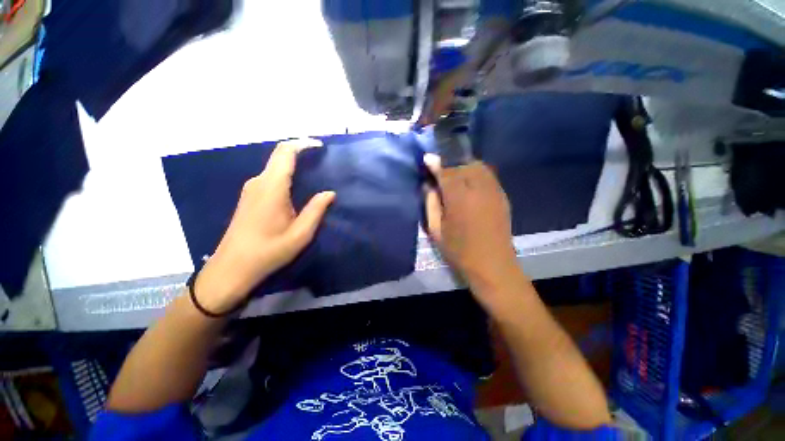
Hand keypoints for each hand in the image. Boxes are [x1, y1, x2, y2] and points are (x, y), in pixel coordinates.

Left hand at [194, 139, 334, 313]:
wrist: (232, 268)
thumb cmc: (268, 251)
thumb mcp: (300, 234)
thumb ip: (316, 210)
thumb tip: (330, 193)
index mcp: (272, 187)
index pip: (285, 153)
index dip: (303, 144)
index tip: (320, 146)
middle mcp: (258, 182)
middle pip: (279, 155)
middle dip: (300, 151)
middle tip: (321, 157)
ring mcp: (251, 189)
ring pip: (274, 166)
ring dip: (293, 162)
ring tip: (314, 169)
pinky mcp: (249, 197)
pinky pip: (270, 176)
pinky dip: (285, 172)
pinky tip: (297, 185)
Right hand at [423, 154, 519, 290]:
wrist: (492, 265)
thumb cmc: (459, 250)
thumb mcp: (436, 229)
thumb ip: (431, 203)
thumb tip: (428, 185)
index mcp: (459, 198)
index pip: (445, 171)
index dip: (435, 163)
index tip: (427, 158)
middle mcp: (478, 188)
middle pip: (463, 164)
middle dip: (449, 163)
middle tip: (439, 170)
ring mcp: (493, 190)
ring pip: (478, 166)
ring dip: (463, 165)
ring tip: (454, 174)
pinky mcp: (502, 195)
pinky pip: (487, 174)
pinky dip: (476, 172)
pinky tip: (469, 182)